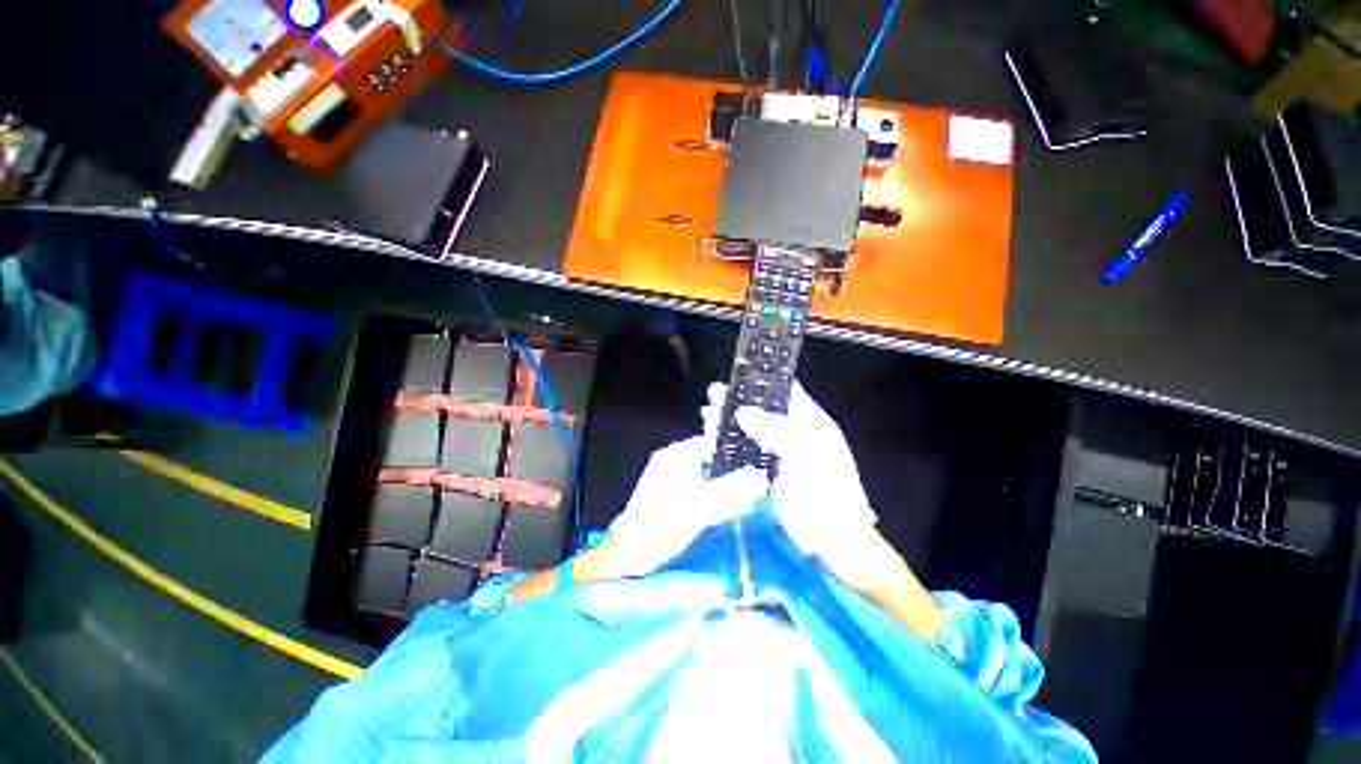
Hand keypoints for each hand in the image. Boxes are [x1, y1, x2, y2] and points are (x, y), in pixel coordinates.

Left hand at [607, 435, 768, 575]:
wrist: (631, 553)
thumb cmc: (665, 522)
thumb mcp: (704, 505)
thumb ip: (734, 488)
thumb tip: (761, 475)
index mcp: (677, 454)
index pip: (712, 442)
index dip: (735, 450)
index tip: (757, 460)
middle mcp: (672, 460)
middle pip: (710, 459)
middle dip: (732, 471)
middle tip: (756, 483)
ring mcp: (670, 478)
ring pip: (706, 475)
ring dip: (724, 485)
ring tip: (747, 497)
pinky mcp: (670, 495)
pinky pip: (698, 488)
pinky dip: (713, 495)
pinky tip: (729, 507)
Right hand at [702, 381, 875, 555]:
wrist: (835, 542)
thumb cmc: (826, 495)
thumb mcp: (804, 458)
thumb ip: (774, 431)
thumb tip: (743, 411)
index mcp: (812, 423)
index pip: (786, 391)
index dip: (762, 381)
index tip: (735, 376)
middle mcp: (797, 433)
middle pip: (765, 409)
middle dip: (738, 401)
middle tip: (711, 396)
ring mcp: (784, 453)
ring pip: (754, 430)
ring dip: (731, 422)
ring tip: (706, 416)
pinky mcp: (772, 471)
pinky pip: (750, 451)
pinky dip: (733, 444)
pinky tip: (715, 441)